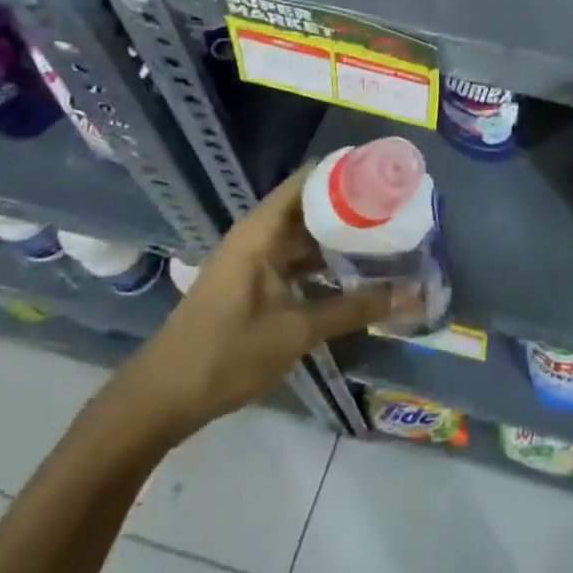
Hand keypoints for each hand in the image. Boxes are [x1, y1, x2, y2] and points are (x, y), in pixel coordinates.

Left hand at [111, 167, 423, 447]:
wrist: (158, 400)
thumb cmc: (226, 354)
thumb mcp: (297, 330)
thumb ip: (357, 308)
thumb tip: (414, 294)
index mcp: (263, 229)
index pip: (312, 178)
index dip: (350, 171)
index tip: (390, 176)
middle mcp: (257, 234)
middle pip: (312, 205)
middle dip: (353, 208)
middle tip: (399, 212)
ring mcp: (251, 259)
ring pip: (304, 236)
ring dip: (339, 239)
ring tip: (385, 240)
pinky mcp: (250, 283)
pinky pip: (293, 260)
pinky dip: (322, 263)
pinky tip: (353, 277)